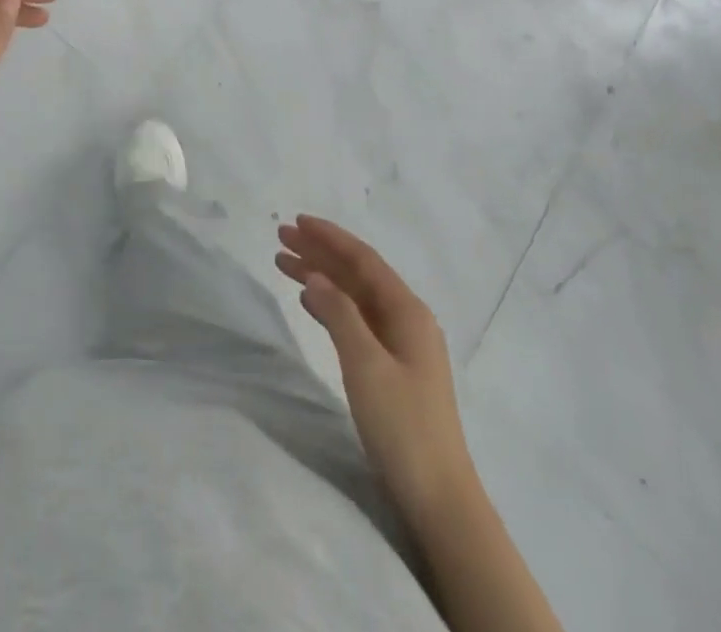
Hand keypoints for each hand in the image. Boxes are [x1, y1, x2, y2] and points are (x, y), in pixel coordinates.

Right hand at [277, 216, 473, 535]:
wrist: (440, 499)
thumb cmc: (403, 426)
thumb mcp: (365, 365)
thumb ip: (339, 314)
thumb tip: (315, 276)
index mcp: (408, 311)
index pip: (363, 260)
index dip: (329, 237)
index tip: (296, 220)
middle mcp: (407, 319)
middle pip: (357, 274)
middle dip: (319, 253)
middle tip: (280, 238)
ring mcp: (401, 345)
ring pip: (354, 296)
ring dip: (321, 277)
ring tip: (283, 264)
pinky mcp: (393, 368)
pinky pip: (356, 321)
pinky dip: (330, 306)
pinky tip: (309, 302)